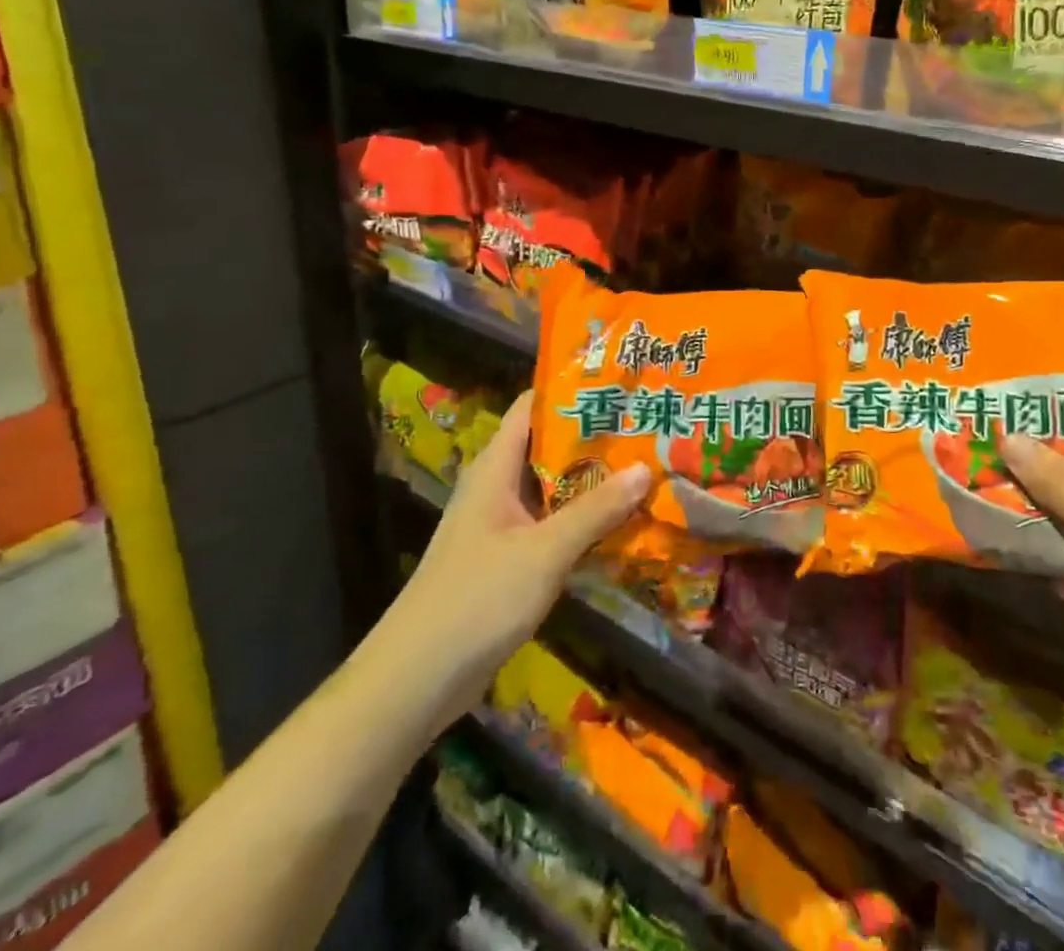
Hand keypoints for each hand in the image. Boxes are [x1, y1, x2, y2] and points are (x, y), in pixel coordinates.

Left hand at [396, 392, 649, 710]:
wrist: (415, 680)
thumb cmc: (477, 599)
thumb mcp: (545, 551)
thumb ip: (595, 510)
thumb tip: (645, 468)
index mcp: (495, 467)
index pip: (533, 407)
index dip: (573, 389)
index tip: (620, 383)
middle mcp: (497, 486)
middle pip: (549, 446)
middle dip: (596, 437)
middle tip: (648, 425)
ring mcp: (500, 524)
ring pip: (553, 487)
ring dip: (593, 480)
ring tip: (647, 465)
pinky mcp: (507, 558)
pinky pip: (551, 524)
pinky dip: (583, 518)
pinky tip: (621, 522)